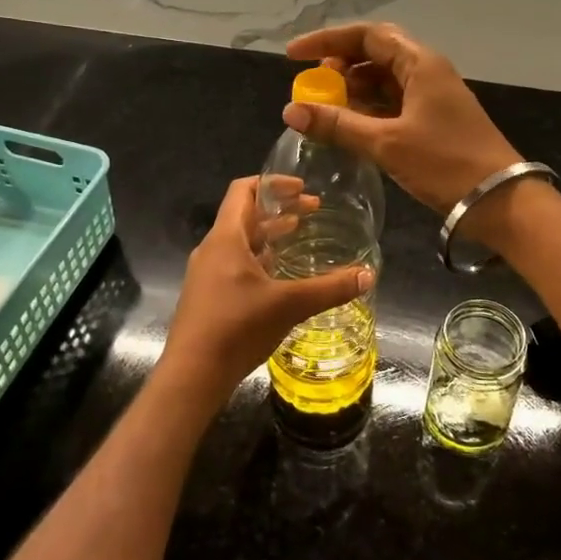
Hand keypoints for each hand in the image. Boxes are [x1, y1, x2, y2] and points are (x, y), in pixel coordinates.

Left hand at [161, 177, 373, 401]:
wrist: (192, 375)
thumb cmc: (237, 328)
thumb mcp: (289, 305)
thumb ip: (330, 289)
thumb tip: (368, 275)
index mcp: (226, 238)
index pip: (243, 190)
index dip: (273, 183)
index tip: (302, 188)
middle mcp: (212, 249)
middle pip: (244, 214)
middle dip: (278, 209)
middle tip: (312, 211)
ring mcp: (207, 273)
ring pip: (240, 241)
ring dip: (269, 234)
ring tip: (299, 236)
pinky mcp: (208, 296)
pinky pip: (235, 263)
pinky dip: (259, 258)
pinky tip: (280, 276)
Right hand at [282, 22, 522, 215]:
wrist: (499, 200)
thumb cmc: (445, 163)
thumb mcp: (386, 143)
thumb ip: (338, 125)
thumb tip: (291, 110)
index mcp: (420, 63)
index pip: (367, 35)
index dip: (327, 41)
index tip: (293, 56)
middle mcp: (427, 71)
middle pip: (376, 53)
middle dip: (340, 65)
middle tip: (312, 83)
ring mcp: (432, 96)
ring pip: (384, 80)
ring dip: (354, 89)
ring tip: (325, 107)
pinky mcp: (434, 120)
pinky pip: (394, 103)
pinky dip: (369, 109)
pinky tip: (349, 126)